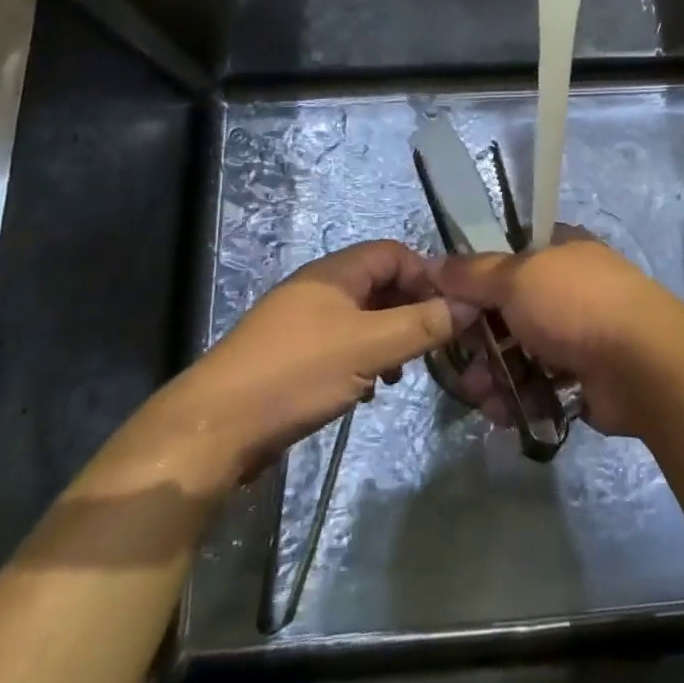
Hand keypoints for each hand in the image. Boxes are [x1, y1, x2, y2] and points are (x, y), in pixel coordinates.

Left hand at [148, 241, 475, 491]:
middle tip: (433, 343)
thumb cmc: (297, 375)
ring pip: (362, 317)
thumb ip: (423, 325)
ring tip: (401, 371)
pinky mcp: (291, 357)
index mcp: (335, 273)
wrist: (214, 430)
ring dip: (389, 338)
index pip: (394, 253)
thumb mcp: (370, 347)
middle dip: (411, 309)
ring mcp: (301, 323)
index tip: (452, 309)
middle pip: (380, 284)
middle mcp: (318, 289)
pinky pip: (342, 344)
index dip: (427, 275)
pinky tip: (369, 388)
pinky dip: (364, 358)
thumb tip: (470, 304)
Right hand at [432, 230, 683, 436]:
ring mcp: (581, 332)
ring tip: (480, 397)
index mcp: (561, 251)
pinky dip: (520, 397)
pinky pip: (541, 384)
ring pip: (522, 351)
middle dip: (480, 340)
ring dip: (495, 374)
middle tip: (459, 362)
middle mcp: (571, 287)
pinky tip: (504, 413)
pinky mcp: (586, 376)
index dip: (476, 280)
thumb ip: (472, 274)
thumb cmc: (575, 305)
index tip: (448, 304)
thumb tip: (434, 265)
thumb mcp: (515, 278)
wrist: (642, 365)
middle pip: (510, 310)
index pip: (509, 257)